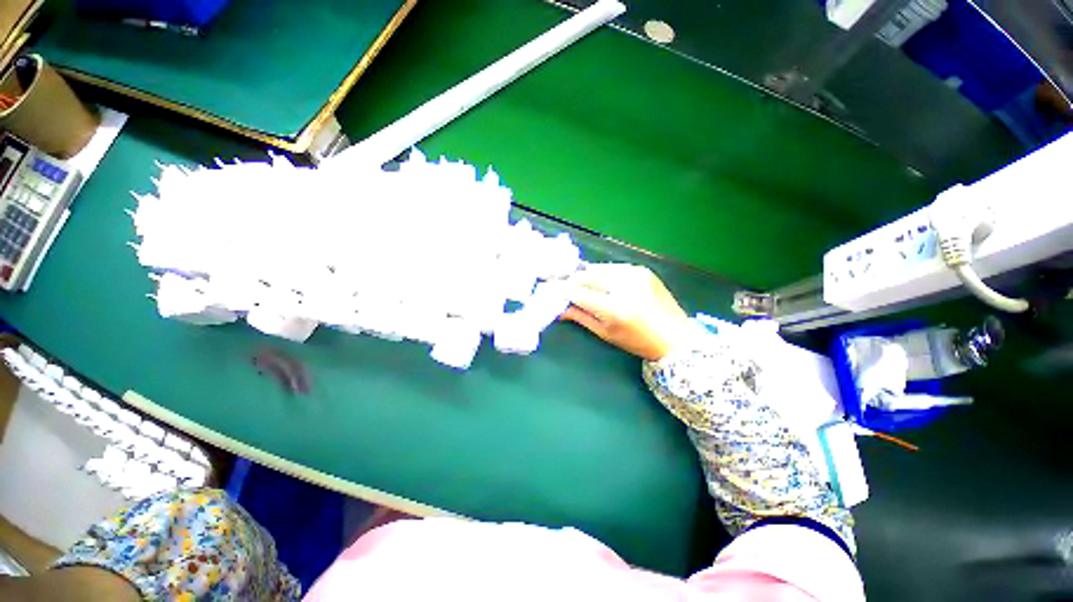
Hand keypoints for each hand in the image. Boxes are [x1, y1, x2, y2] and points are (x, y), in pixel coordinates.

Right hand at [561, 263, 688, 360]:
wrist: (675, 336)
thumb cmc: (637, 341)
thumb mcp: (606, 333)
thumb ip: (581, 317)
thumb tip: (559, 308)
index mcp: (615, 309)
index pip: (579, 293)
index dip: (564, 291)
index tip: (554, 292)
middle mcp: (625, 286)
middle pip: (587, 275)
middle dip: (574, 281)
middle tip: (567, 288)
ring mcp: (635, 274)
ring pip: (598, 267)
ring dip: (588, 276)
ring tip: (586, 286)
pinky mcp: (642, 269)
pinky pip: (613, 267)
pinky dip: (603, 274)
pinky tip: (604, 283)